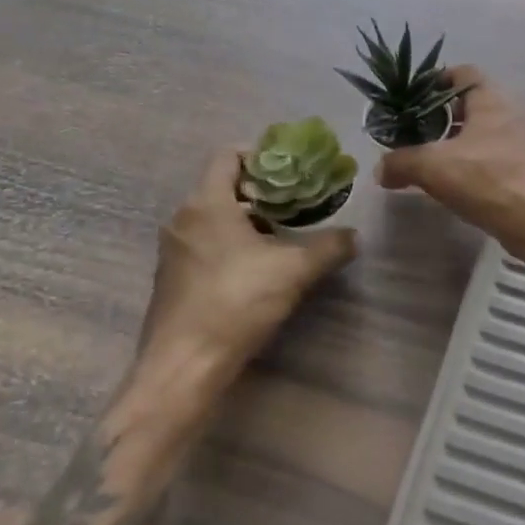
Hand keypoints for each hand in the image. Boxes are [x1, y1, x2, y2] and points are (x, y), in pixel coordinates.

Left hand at [133, 146, 357, 386]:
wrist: (182, 369)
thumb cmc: (236, 303)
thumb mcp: (294, 270)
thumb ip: (329, 246)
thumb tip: (354, 236)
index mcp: (206, 203)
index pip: (228, 155)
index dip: (260, 155)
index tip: (290, 171)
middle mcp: (183, 218)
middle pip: (222, 185)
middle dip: (260, 189)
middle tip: (295, 201)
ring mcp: (173, 250)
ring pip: (212, 215)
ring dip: (246, 218)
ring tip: (281, 233)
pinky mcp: (170, 278)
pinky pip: (203, 242)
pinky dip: (229, 242)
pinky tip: (256, 266)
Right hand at [377, 66, 524, 259]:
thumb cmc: (487, 179)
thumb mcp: (433, 167)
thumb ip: (401, 162)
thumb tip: (380, 169)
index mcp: (491, 100)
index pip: (464, 73)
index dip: (437, 80)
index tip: (413, 97)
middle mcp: (509, 113)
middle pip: (471, 103)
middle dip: (441, 115)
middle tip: (415, 131)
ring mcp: (520, 142)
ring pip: (481, 131)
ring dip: (455, 141)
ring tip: (428, 159)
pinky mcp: (524, 168)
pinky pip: (491, 155)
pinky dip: (470, 162)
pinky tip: (452, 182)